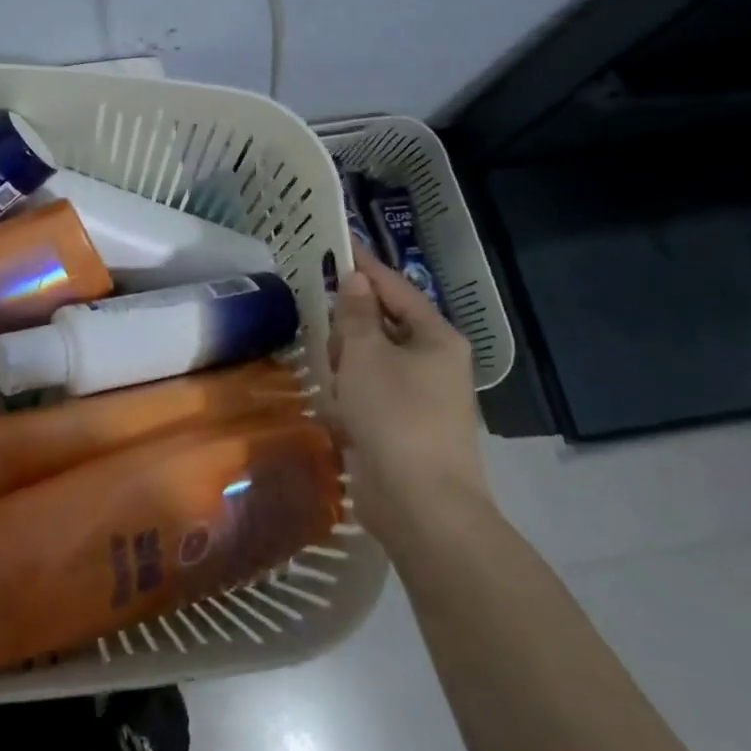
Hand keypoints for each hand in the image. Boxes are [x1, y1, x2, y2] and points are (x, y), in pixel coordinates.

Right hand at [328, 242, 488, 545]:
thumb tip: (355, 280)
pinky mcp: (404, 426)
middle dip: (350, 319)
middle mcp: (434, 362)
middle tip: (314, 310)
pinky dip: (351, 387)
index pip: (394, 287)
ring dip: (347, 356)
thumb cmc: (395, 416)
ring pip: (375, 358)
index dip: (363, 265)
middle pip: (384, 322)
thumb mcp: (366, 355)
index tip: (334, 243)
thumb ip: (356, 313)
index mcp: (435, 337)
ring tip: (319, 357)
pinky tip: (329, 392)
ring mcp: (421, 397)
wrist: (422, 507)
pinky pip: (372, 391)